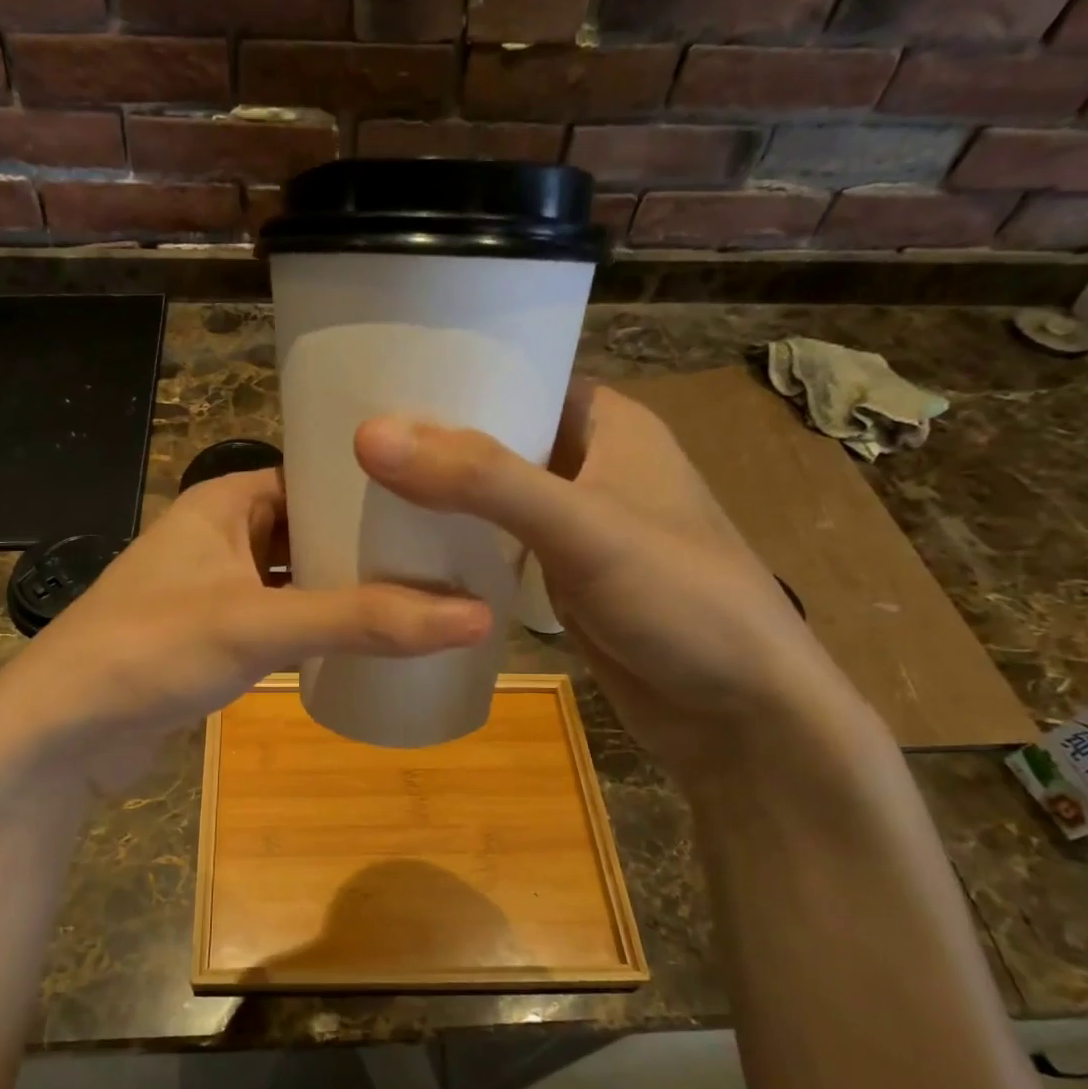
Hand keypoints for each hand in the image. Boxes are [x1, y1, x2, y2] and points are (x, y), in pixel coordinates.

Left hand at [0, 468, 491, 795]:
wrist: (61, 733)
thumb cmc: (151, 650)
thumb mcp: (259, 625)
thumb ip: (363, 620)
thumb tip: (475, 616)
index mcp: (224, 501)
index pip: (313, 472)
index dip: (373, 484)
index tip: (441, 496)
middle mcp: (220, 535)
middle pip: (311, 527)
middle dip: (369, 541)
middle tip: (450, 551)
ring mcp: (216, 590)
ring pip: (299, 577)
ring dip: (348, 587)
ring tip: (428, 591)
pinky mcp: (215, 640)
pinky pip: (283, 619)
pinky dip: (320, 625)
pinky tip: (370, 640)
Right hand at [354, 382, 864, 778]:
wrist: (737, 713)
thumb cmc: (678, 598)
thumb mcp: (581, 526)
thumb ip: (480, 480)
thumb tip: (371, 435)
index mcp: (608, 423)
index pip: (518, 376)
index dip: (451, 378)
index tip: (373, 385)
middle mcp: (590, 463)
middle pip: (496, 438)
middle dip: (433, 443)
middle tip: (350, 445)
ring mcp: (574, 525)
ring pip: (491, 495)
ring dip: (439, 497)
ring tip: (357, 490)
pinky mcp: (560, 576)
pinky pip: (495, 544)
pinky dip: (457, 544)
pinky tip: (402, 550)